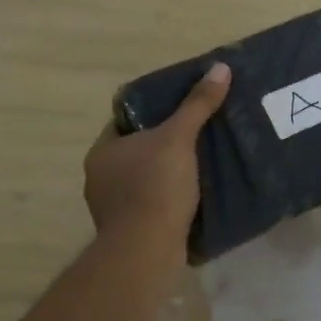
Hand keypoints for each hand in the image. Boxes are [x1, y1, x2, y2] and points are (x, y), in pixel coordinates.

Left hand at [83, 62, 230, 256]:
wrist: (146, 253)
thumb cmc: (155, 187)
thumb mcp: (179, 138)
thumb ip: (198, 104)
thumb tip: (220, 67)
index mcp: (102, 151)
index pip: (125, 120)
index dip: (152, 111)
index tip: (180, 107)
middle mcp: (100, 177)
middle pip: (137, 149)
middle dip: (163, 142)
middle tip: (197, 132)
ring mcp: (112, 208)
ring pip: (144, 178)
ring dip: (167, 172)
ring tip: (201, 161)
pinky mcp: (130, 232)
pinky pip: (152, 204)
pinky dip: (169, 198)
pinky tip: (194, 194)